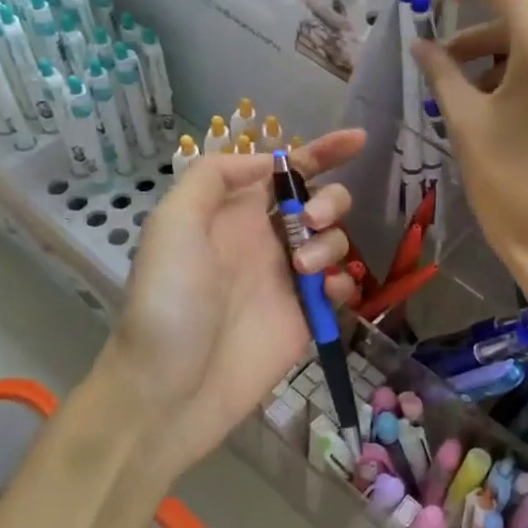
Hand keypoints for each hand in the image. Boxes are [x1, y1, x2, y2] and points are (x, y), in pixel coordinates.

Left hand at [100, 131, 363, 479]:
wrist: (172, 386)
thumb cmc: (169, 300)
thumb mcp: (173, 223)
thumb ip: (214, 177)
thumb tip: (266, 162)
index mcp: (234, 213)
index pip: (285, 171)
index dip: (322, 151)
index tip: (359, 141)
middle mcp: (267, 240)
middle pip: (321, 202)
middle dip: (329, 201)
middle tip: (312, 222)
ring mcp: (290, 279)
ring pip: (336, 241)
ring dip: (331, 243)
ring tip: (305, 268)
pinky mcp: (307, 315)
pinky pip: (342, 286)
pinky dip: (343, 281)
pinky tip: (327, 291)